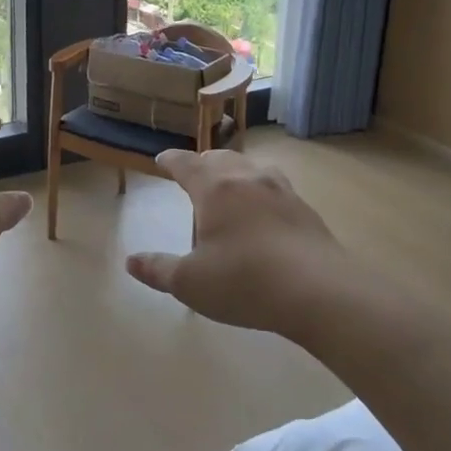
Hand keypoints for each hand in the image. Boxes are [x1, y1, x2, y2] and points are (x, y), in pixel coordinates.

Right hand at [126, 149, 352, 339]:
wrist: (319, 292)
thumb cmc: (244, 281)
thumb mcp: (190, 283)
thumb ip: (158, 269)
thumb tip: (131, 261)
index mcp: (214, 188)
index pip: (186, 163)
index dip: (171, 160)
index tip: (162, 159)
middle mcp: (247, 179)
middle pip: (220, 158)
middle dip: (203, 163)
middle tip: (194, 174)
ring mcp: (281, 190)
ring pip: (252, 167)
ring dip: (235, 171)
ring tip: (230, 186)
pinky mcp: (305, 209)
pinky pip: (276, 187)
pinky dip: (261, 190)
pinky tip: (264, 210)